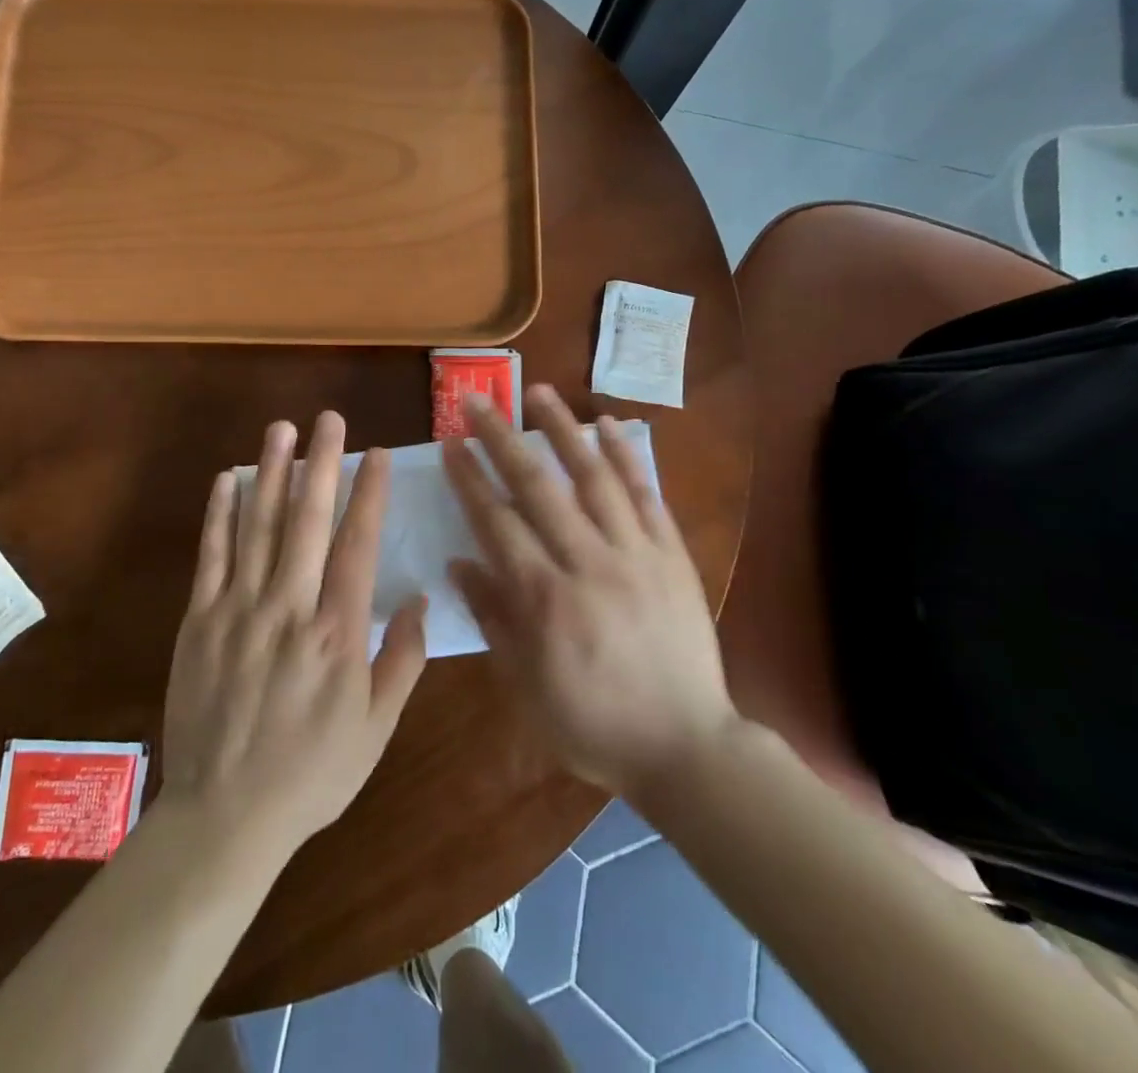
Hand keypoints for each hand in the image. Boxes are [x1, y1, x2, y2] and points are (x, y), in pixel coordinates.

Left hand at [160, 412, 427, 855]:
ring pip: (258, 526)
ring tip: (280, 429)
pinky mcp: (200, 621)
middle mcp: (289, 609)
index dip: (368, 494)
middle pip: (307, 521)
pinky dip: (219, 514)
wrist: (224, 816)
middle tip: (327, 419)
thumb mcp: (376, 730)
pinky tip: (226, 479)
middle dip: (320, 463)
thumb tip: (419, 602)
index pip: (357, 546)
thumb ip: (400, 662)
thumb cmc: (311, 774)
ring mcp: (239, 610)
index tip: (375, 454)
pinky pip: (211, 556)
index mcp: (337, 634)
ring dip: (270, 472)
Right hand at [442, 384, 736, 798]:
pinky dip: (626, 456)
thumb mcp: (526, 686)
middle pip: (536, 486)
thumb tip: (459, 563)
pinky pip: (646, 494)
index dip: (469, 479)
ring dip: (562, 430)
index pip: (496, 521)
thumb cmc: (594, 724)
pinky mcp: (670, 554)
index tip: (451, 443)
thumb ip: (492, 618)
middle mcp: (586, 562)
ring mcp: (634, 553)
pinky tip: (608, 424)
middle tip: (477, 401)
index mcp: (544, 598)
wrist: (687, 746)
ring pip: (592, 476)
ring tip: (538, 392)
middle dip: (501, 439)